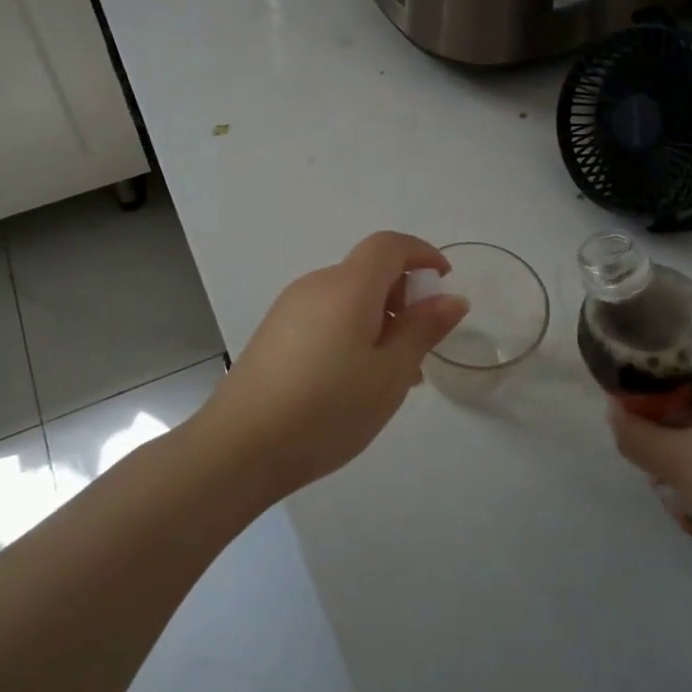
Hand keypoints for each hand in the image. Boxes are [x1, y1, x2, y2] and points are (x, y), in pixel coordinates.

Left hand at [199, 232, 469, 496]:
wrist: (239, 447)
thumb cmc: (327, 408)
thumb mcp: (390, 374)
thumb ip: (423, 330)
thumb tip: (451, 298)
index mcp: (348, 286)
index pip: (389, 245)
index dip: (421, 254)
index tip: (444, 282)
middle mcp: (316, 285)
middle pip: (367, 271)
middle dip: (402, 296)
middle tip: (421, 345)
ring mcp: (289, 308)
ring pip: (347, 299)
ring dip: (379, 320)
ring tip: (393, 374)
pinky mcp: (274, 333)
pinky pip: (325, 317)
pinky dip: (352, 332)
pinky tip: (355, 381)